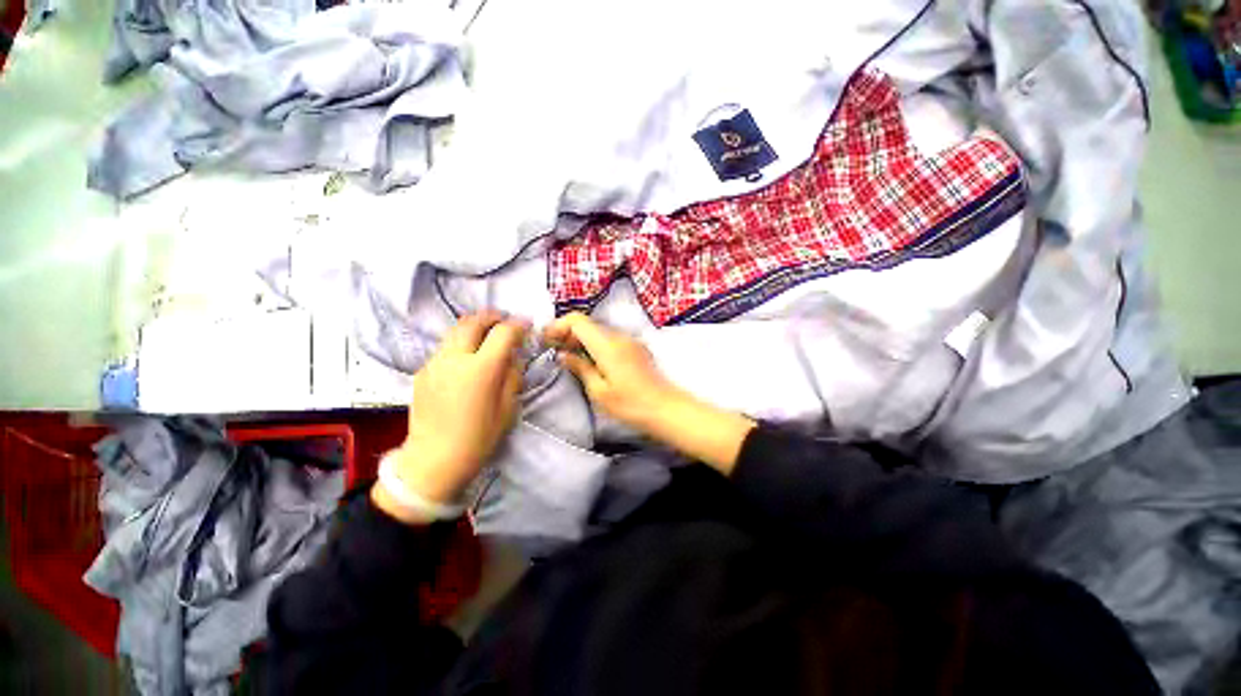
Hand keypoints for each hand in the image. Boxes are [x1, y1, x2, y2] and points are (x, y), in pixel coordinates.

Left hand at [373, 313, 528, 522]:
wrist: (433, 461)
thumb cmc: (478, 438)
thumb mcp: (508, 408)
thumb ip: (512, 375)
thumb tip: (513, 356)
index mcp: (481, 369)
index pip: (503, 333)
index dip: (518, 325)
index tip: (527, 326)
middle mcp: (455, 359)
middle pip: (473, 322)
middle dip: (492, 316)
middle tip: (505, 320)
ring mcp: (435, 363)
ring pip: (455, 331)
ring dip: (474, 326)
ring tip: (487, 333)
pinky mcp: (422, 372)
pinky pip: (445, 348)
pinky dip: (460, 343)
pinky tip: (467, 358)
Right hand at [543, 313, 754, 472]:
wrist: (666, 409)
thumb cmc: (630, 404)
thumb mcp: (599, 391)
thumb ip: (580, 367)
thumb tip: (562, 354)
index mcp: (607, 344)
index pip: (577, 320)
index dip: (559, 326)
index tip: (547, 341)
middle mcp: (619, 336)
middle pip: (588, 324)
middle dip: (568, 334)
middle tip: (555, 352)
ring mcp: (629, 341)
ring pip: (599, 332)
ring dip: (581, 340)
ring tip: (570, 359)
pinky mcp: (636, 348)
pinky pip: (610, 339)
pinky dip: (595, 345)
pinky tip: (591, 362)